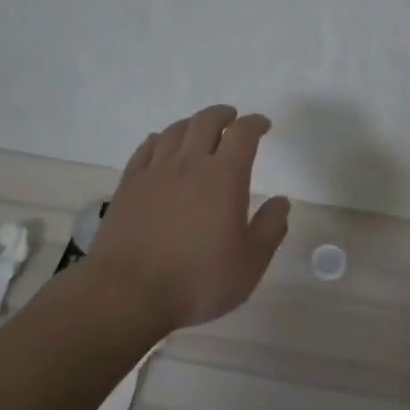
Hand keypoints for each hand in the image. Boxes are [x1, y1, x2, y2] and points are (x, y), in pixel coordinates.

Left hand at [85, 104, 291, 331]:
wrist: (128, 293)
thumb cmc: (198, 280)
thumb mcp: (250, 262)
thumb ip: (270, 228)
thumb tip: (281, 202)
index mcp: (224, 176)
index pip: (242, 134)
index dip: (255, 123)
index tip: (263, 125)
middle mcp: (189, 164)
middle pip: (206, 122)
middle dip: (223, 115)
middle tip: (232, 119)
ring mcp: (154, 172)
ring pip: (175, 131)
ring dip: (192, 124)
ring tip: (200, 130)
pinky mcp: (128, 186)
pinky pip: (146, 149)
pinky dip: (159, 140)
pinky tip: (161, 146)